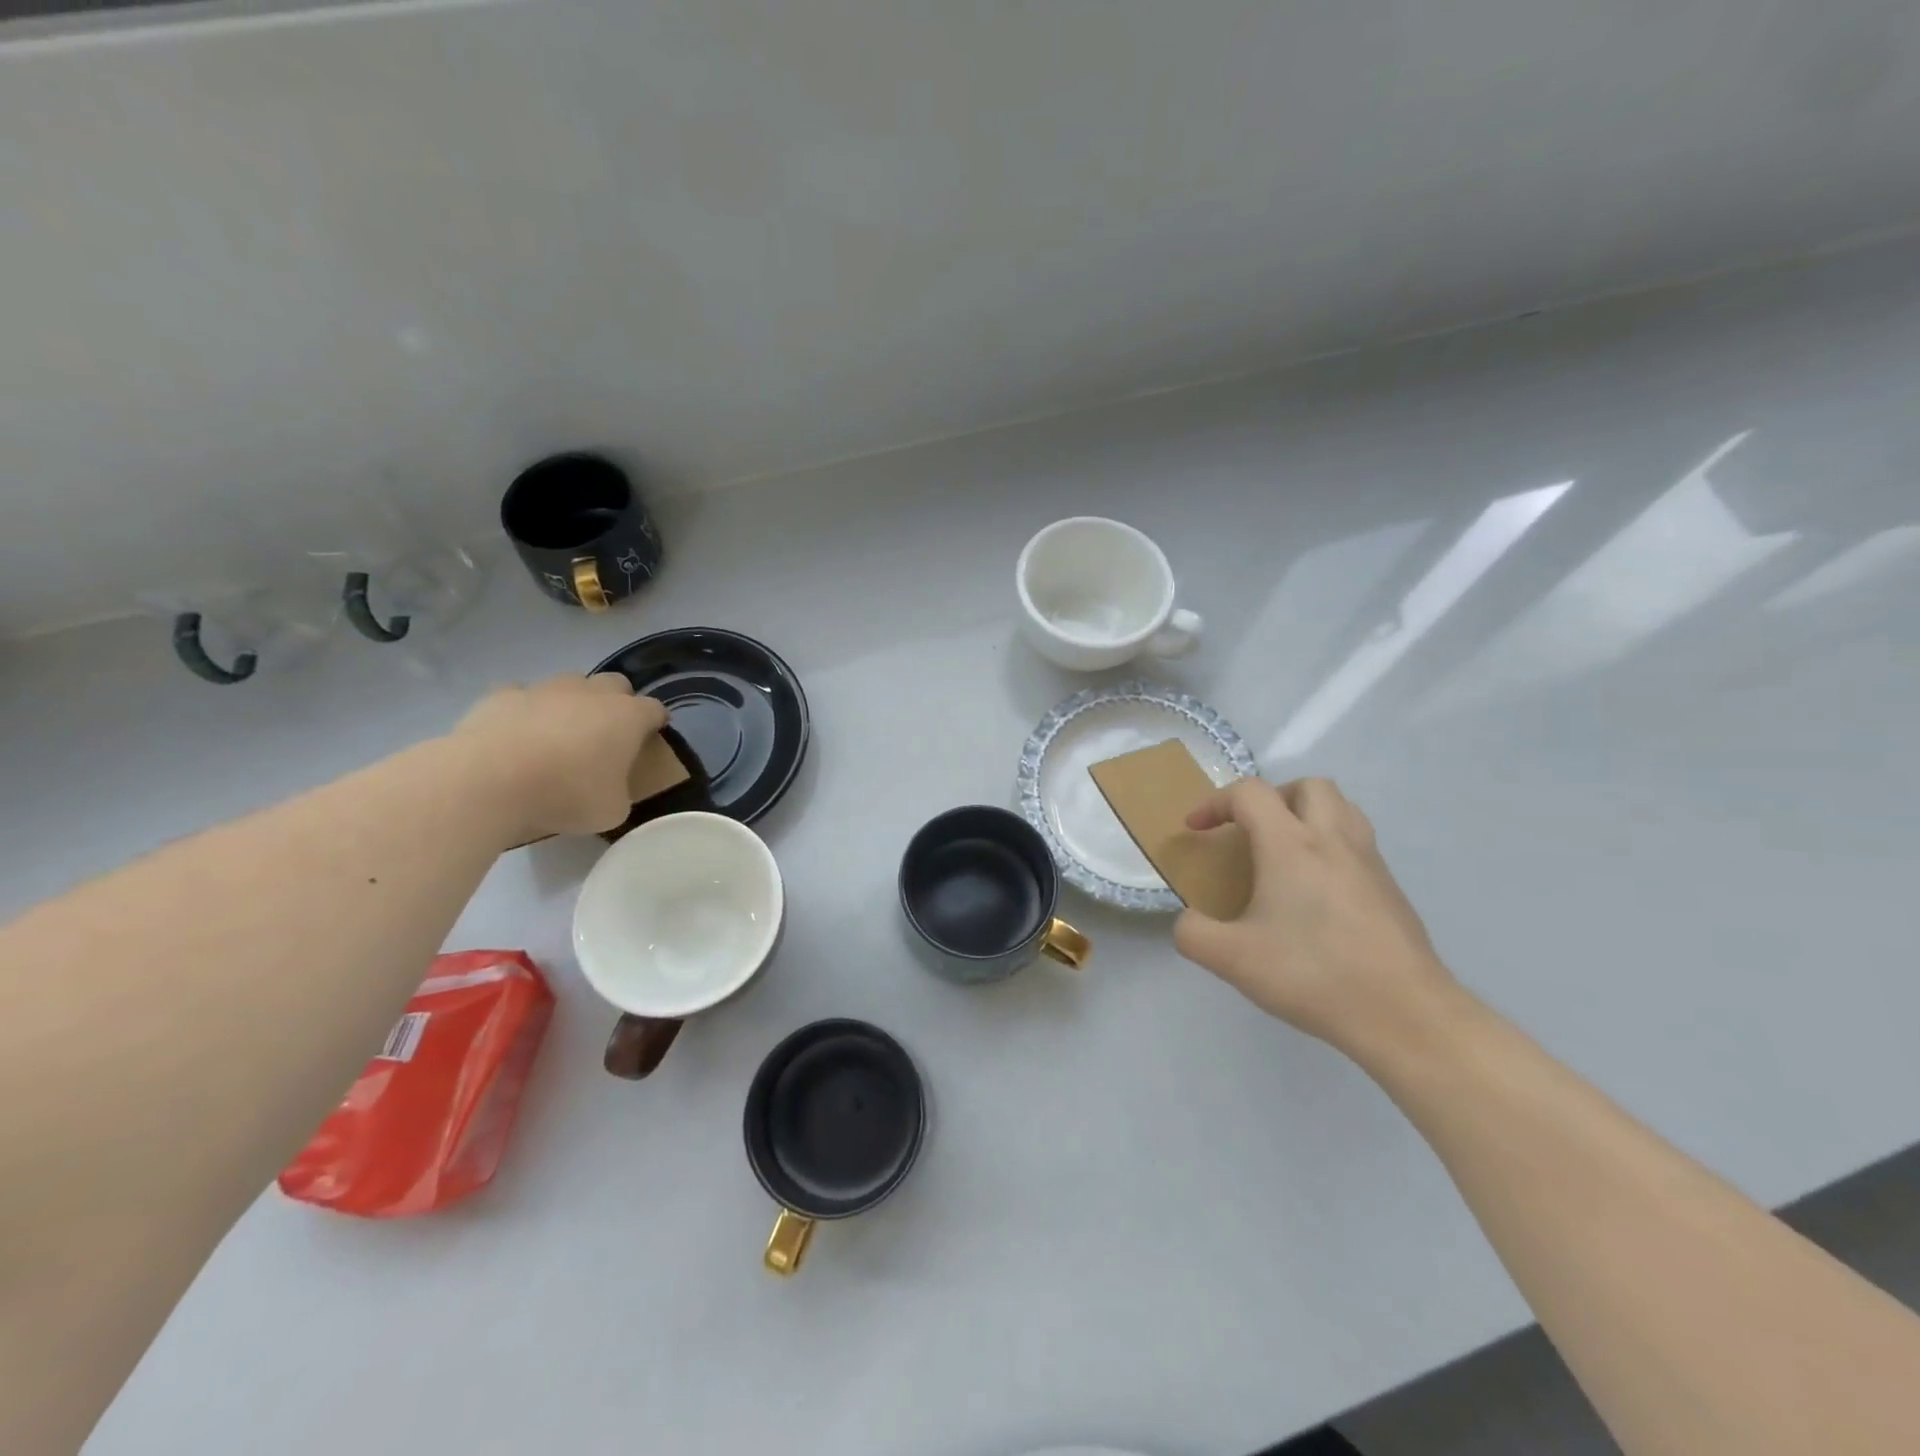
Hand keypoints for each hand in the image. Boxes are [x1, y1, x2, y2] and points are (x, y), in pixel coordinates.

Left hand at [451, 674, 666, 842]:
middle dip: (617, 702)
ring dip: (571, 703)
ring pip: (569, 684)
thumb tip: (610, 790)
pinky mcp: (502, 695)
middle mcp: (592, 693)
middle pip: (616, 684)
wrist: (489, 782)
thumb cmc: (565, 795)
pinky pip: (522, 695)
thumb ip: (620, 793)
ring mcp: (545, 689)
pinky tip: (517, 735)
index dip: (656, 723)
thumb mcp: (611, 811)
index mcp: (628, 717)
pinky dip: (525, 710)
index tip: (650, 740)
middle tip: (607, 735)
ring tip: (559, 736)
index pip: (655, 709)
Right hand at [1172, 777, 1457, 1055]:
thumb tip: (1188, 921)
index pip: (1250, 793)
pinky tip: (1317, 892)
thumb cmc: (1313, 975)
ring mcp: (1370, 862)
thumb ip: (1193, 934)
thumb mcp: (1232, 959)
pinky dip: (1331, 847)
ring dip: (1308, 814)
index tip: (1197, 829)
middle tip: (1252, 831)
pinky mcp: (1391, 889)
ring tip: (1286, 851)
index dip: (1215, 802)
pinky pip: (1358, 844)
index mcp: (1290, 845)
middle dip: (1272, 797)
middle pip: (1308, 786)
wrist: (1404, 1014)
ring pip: (1342, 808)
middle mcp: (1333, 840)